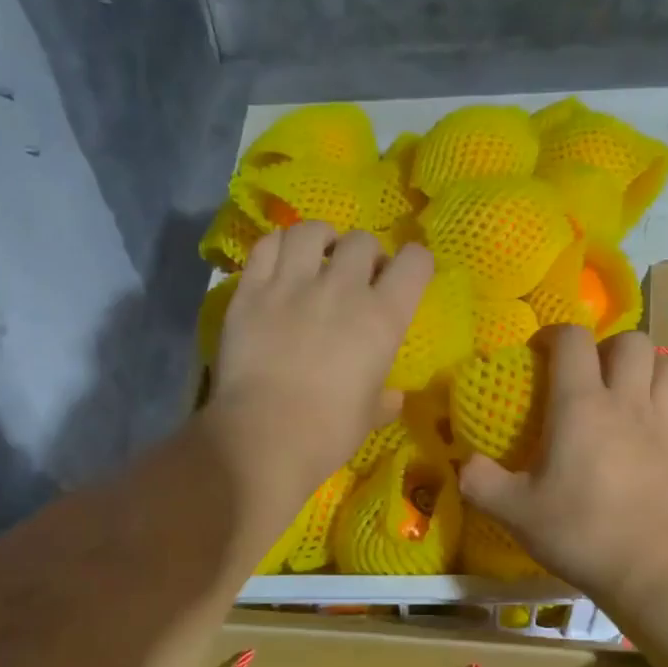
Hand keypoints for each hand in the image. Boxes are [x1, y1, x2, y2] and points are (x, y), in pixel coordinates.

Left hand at [208, 222, 432, 495]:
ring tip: (316, 256)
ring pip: (311, 230)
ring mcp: (293, 283)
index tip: (405, 278)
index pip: (415, 262)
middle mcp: (342, 288)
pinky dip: (278, 246)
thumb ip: (384, 399)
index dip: (415, 264)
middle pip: (362, 241)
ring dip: (321, 239)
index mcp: (383, 317)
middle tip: (355, 277)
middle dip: (365, 254)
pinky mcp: (251, 290)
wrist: (266, 435)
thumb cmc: (330, 431)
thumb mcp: (370, 416)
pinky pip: (267, 246)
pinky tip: (280, 261)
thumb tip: (392, 397)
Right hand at [459, 326, 667, 604]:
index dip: (554, 335)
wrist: (650, 566)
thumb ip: (479, 481)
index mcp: (581, 405)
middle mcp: (627, 401)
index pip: (572, 340)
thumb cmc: (579, 531)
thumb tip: (464, 463)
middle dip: (608, 347)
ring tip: (630, 389)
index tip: (540, 354)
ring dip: (649, 367)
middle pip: (631, 341)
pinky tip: (657, 421)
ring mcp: (665, 421)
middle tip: (590, 374)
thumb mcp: (513, 511)